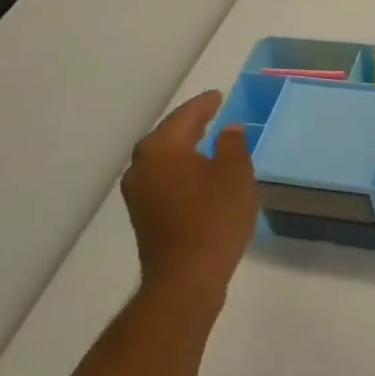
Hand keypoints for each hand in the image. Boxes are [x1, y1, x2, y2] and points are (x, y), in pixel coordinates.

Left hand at [121, 90, 257, 302]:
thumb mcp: (235, 173)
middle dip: (190, 124)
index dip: (204, 104)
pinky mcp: (143, 216)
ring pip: (163, 159)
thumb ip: (232, 144)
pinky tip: (197, 176)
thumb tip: (228, 130)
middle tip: (212, 114)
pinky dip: (180, 170)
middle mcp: (142, 166)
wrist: (186, 279)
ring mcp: (138, 194)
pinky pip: (163, 179)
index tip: (219, 96)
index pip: (186, 115)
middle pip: (168, 135)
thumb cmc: (214, 217)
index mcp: (162, 147)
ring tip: (206, 142)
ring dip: (183, 149)